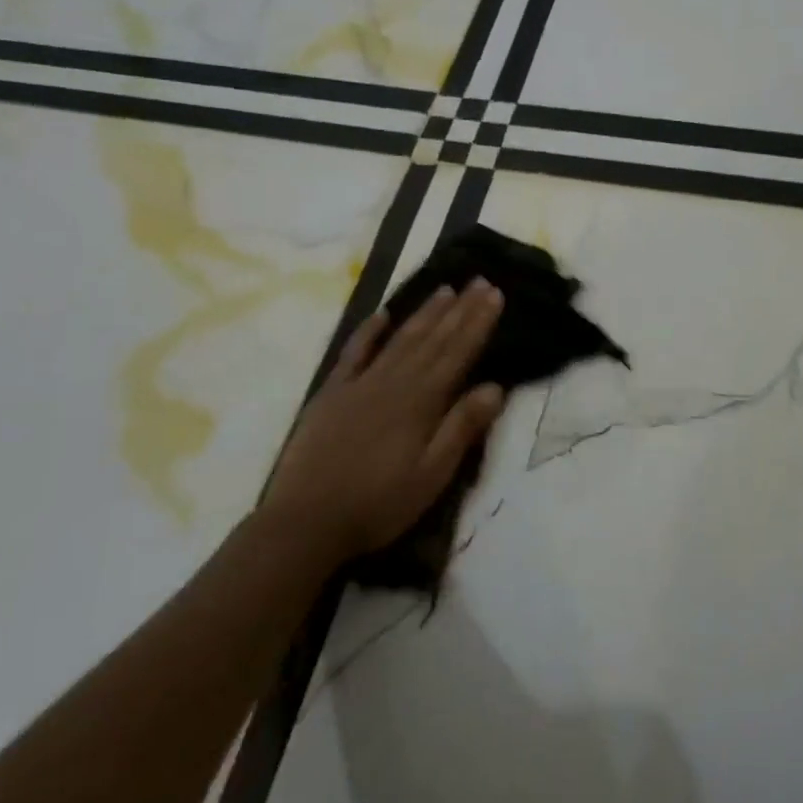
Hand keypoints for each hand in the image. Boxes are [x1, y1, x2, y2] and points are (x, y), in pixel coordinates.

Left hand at [265, 280, 505, 567]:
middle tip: (480, 281)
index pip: (458, 352)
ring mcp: (360, 384)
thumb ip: (462, 429)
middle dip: (460, 309)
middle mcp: (394, 382)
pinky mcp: (332, 393)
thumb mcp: (432, 476)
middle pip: (433, 339)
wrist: (306, 521)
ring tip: (445, 289)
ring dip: (425, 313)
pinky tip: (382, 314)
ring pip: (400, 339)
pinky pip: (354, 353)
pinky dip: (369, 331)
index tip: (495, 294)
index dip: (478, 323)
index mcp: (421, 401)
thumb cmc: (378, 504)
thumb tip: (496, 387)